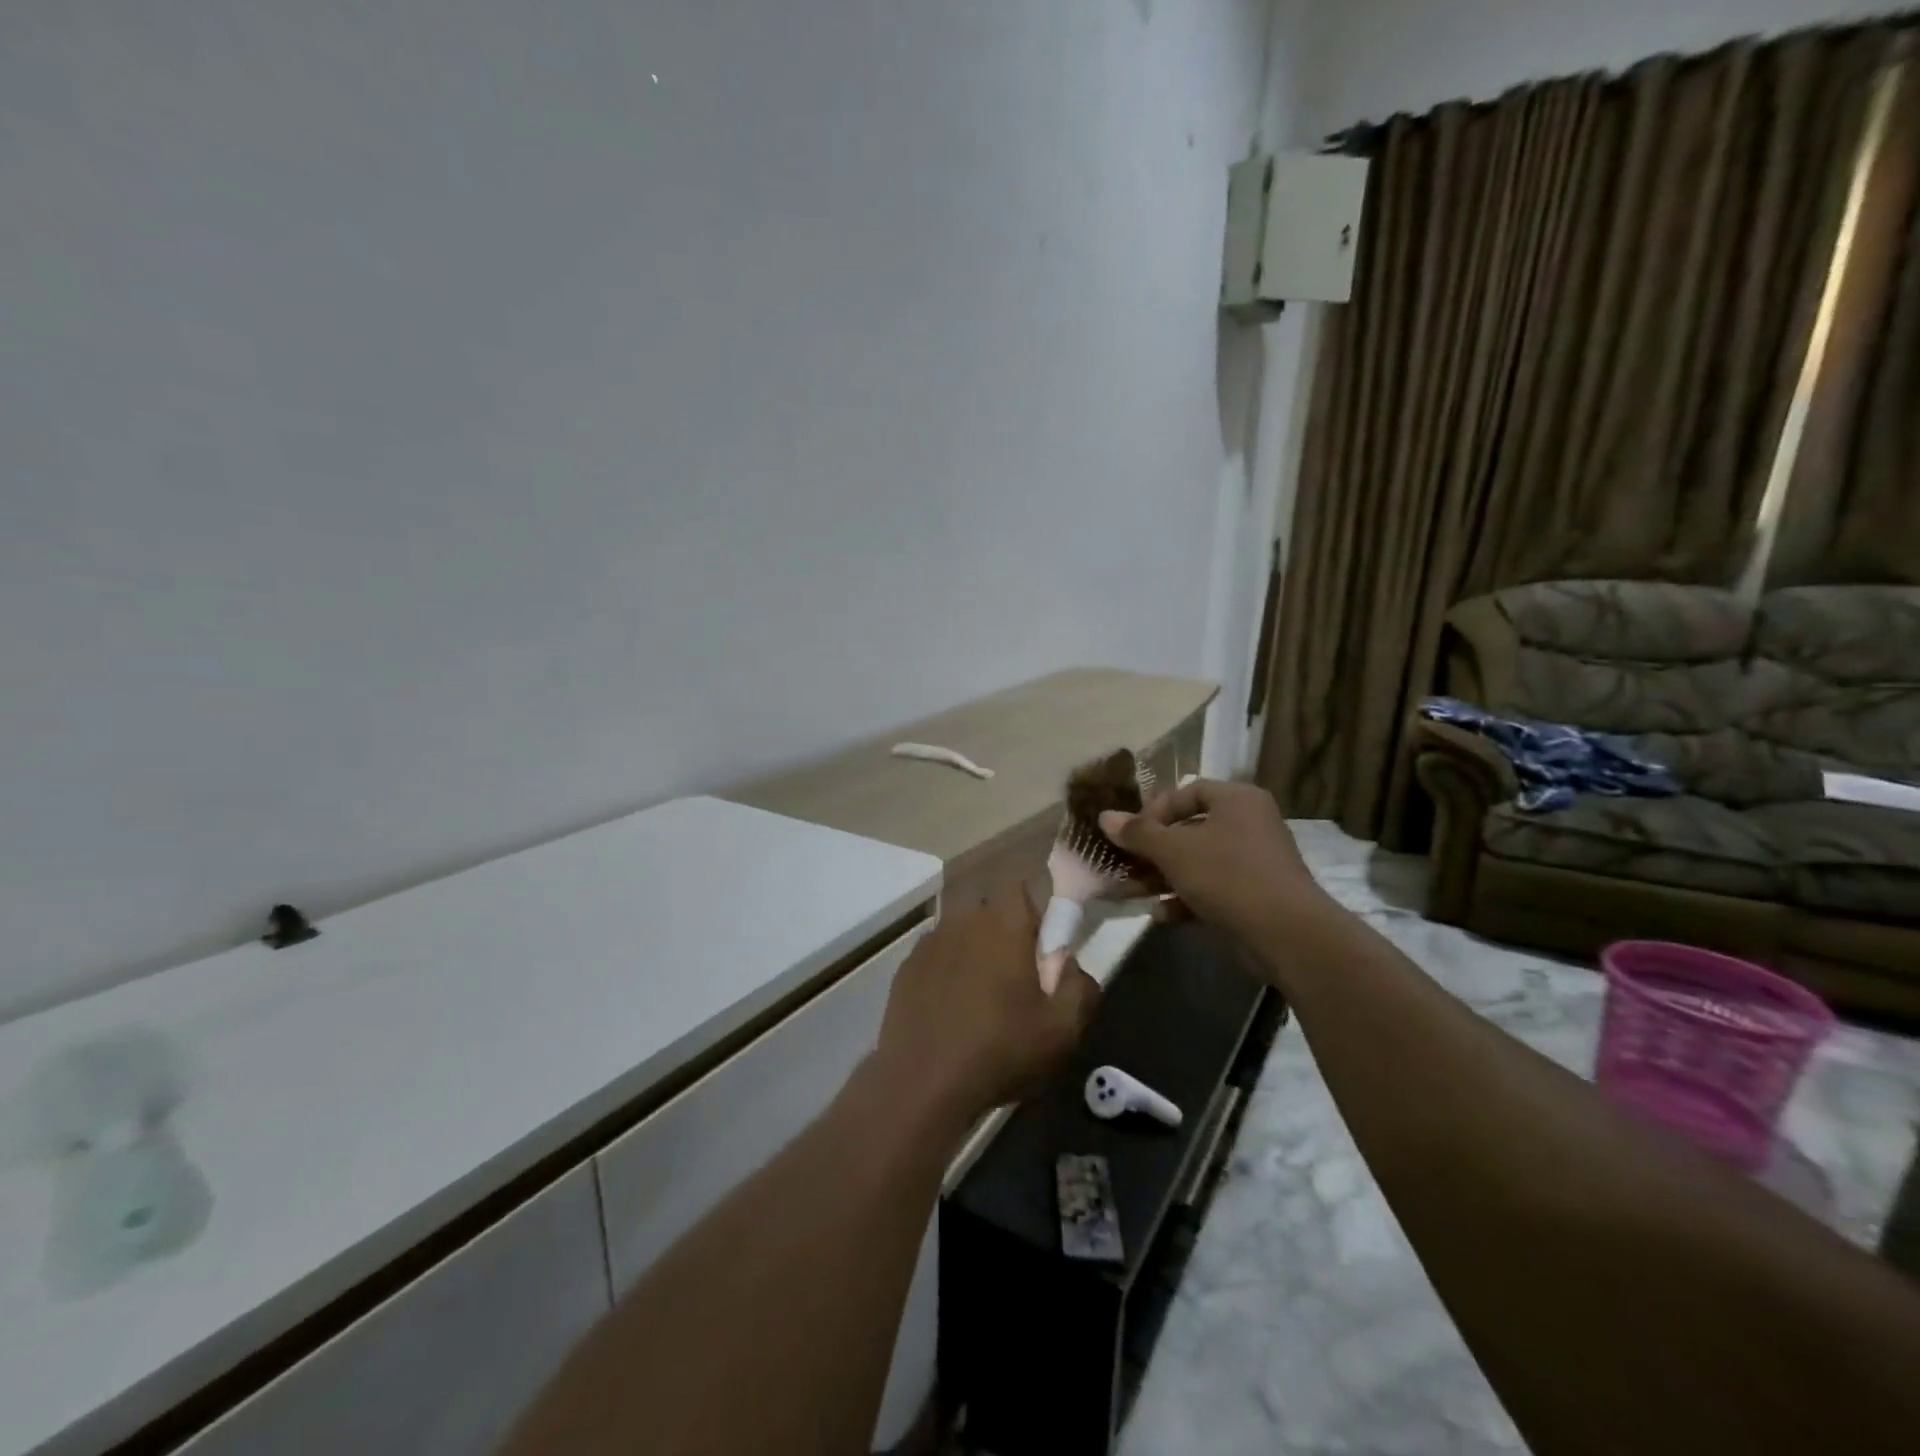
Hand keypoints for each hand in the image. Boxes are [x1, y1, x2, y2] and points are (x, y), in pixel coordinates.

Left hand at [872, 884, 1100, 1126]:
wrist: (923, 1083)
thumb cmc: (1001, 1050)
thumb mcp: (1062, 1029)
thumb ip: (1080, 986)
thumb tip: (1070, 963)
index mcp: (1003, 923)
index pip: (1020, 890)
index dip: (1033, 915)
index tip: (1039, 951)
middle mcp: (963, 920)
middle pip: (990, 913)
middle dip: (1004, 937)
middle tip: (1014, 983)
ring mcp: (929, 943)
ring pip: (961, 936)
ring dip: (973, 956)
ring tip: (980, 1003)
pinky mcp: (905, 968)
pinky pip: (936, 959)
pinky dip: (946, 975)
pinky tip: (949, 1014)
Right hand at [1098, 780, 1324, 946]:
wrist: (1285, 933)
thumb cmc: (1227, 875)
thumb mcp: (1174, 850)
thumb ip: (1138, 833)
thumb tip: (1104, 816)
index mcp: (1236, 800)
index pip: (1186, 793)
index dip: (1154, 810)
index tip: (1131, 833)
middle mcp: (1249, 824)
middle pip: (1189, 830)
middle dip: (1152, 851)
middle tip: (1124, 864)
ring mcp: (1254, 861)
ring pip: (1197, 862)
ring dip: (1162, 877)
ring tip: (1131, 892)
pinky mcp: (1254, 895)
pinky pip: (1212, 888)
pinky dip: (1186, 898)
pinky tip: (1161, 915)